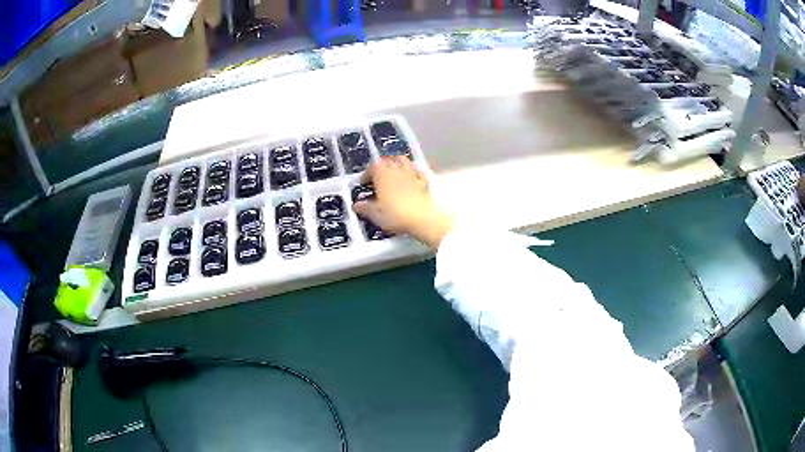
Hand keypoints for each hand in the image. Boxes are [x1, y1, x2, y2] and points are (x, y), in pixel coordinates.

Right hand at [354, 156, 453, 247]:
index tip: (364, 183)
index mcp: (381, 173)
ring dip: (397, 163)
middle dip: (381, 166)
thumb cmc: (396, 214)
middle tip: (377, 176)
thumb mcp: (375, 214)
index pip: (371, 168)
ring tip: (393, 172)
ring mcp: (411, 173)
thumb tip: (357, 205)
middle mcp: (396, 169)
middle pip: (387, 161)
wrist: (422, 218)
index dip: (366, 175)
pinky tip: (411, 177)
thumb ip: (365, 208)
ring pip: (403, 161)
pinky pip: (417, 171)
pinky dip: (413, 172)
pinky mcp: (424, 181)